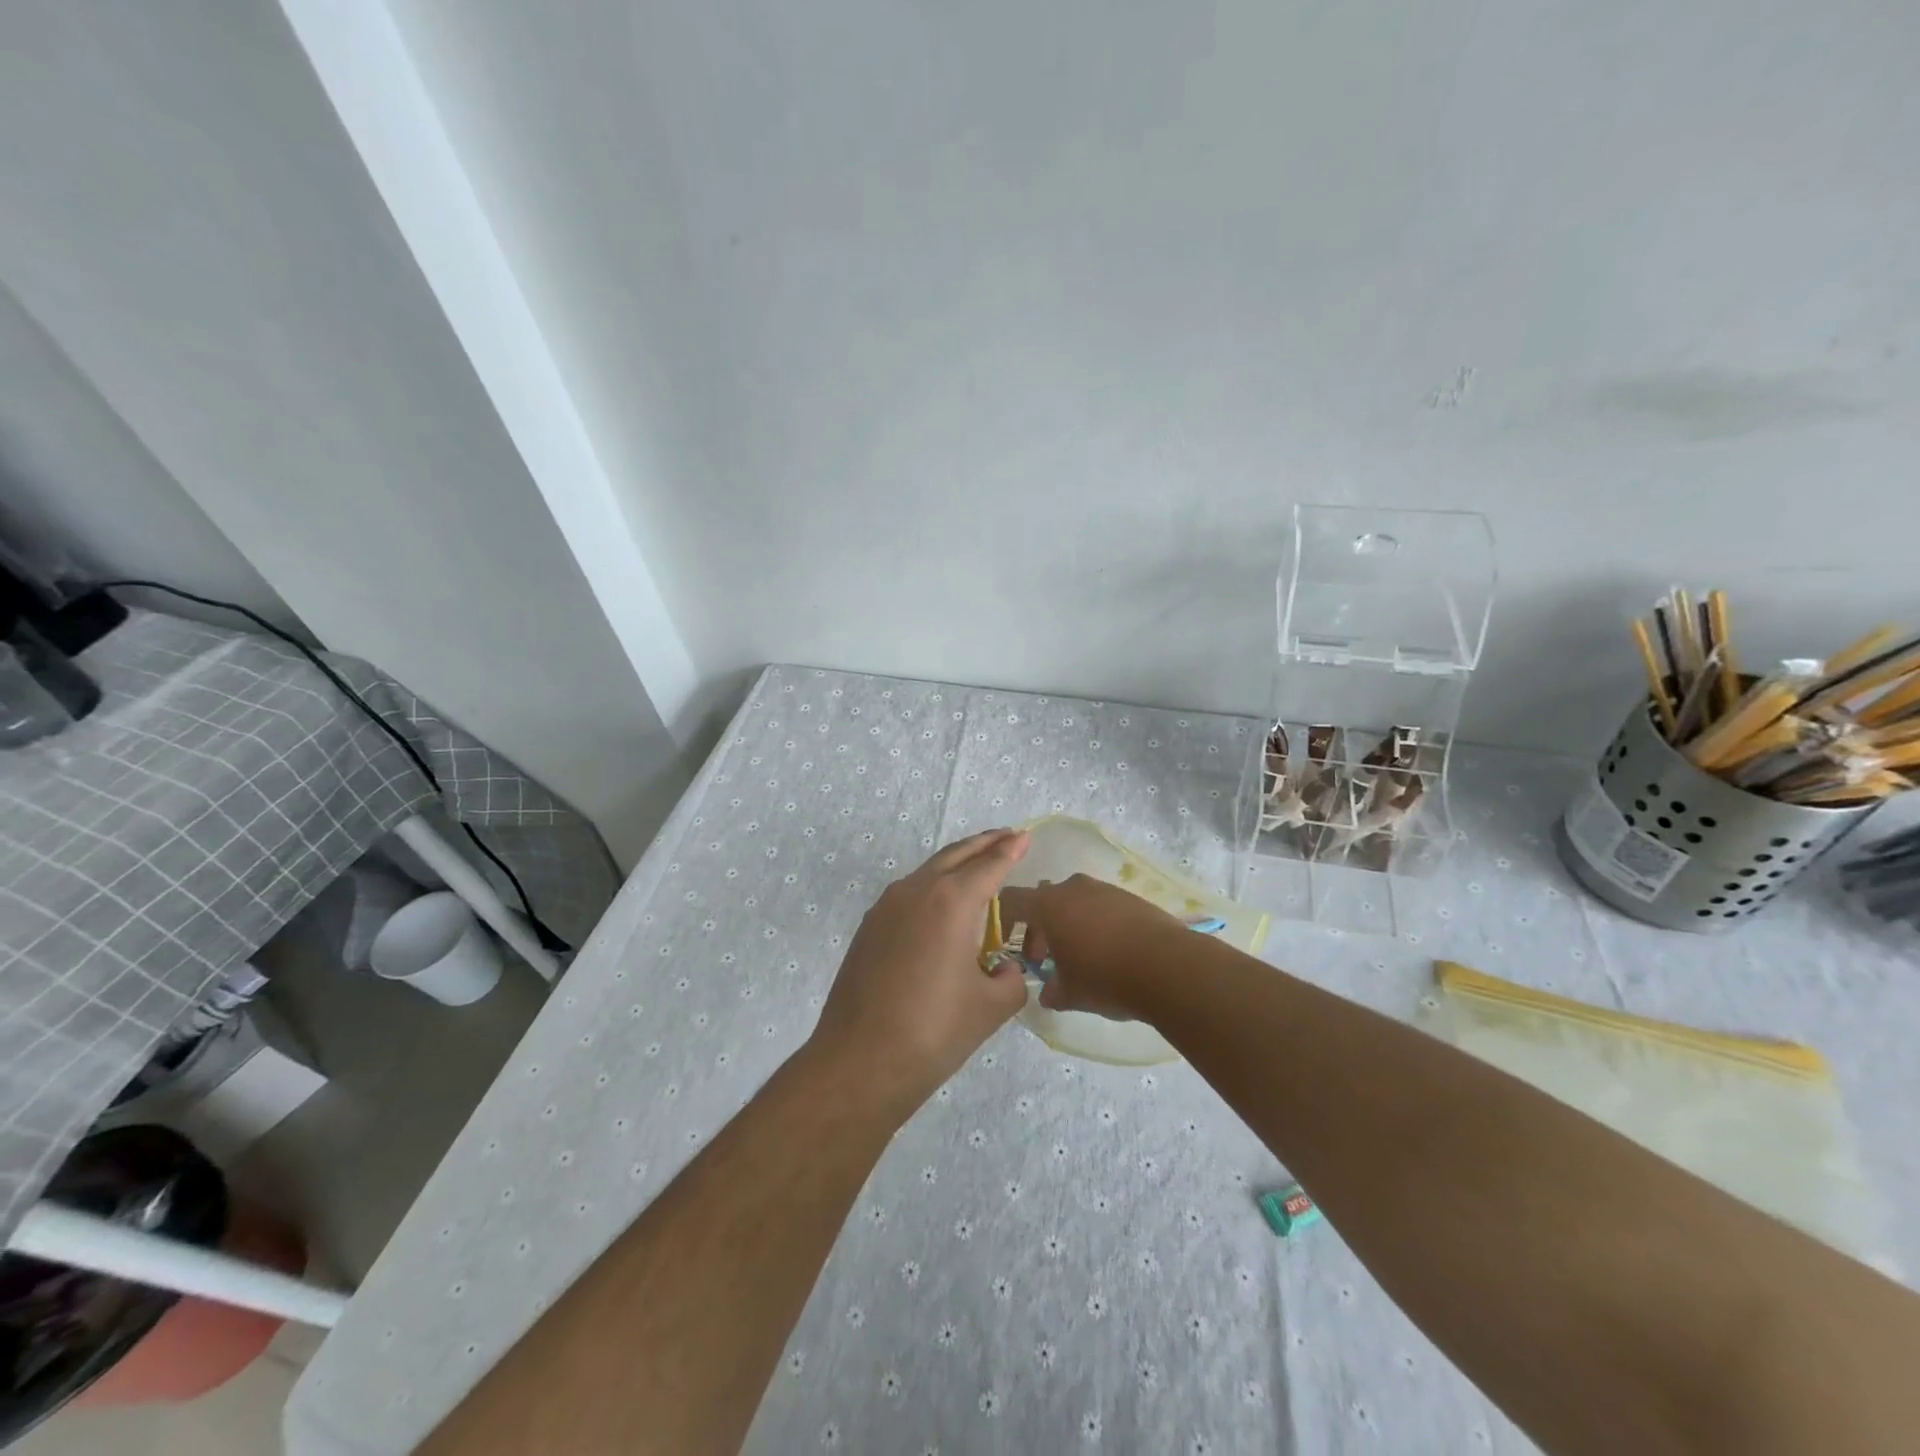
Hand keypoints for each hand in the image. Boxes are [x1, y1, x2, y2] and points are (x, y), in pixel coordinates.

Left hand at [810, 829, 1031, 1112]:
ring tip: (977, 865)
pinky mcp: (869, 927)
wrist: (859, 1061)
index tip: (1024, 835)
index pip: (990, 865)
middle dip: (984, 844)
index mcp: (952, 901)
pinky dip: (932, 886)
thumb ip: (1010, 979)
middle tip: (1006, 837)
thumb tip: (1002, 969)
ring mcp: (886, 906)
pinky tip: (940, 906)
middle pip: (956, 855)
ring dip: (956, 863)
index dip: (1011, 849)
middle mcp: (917, 890)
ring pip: (928, 871)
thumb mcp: (990, 1007)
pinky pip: (909, 894)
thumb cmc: (934, 1031)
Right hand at [996, 875, 1183, 1017]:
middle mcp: (1073, 888)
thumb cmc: (1106, 978)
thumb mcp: (1070, 994)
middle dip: (1040, 926)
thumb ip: (1051, 991)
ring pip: (1075, 900)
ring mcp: (1104, 889)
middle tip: (1047, 958)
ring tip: (1081, 956)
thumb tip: (1047, 993)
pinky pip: (1101, 905)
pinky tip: (1110, 951)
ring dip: (1069, 923)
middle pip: (1044, 898)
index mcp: (1049, 905)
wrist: (1169, 967)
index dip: (1005, 921)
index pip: (1012, 900)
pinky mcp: (1130, 897)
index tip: (1010, 945)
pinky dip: (1096, 922)